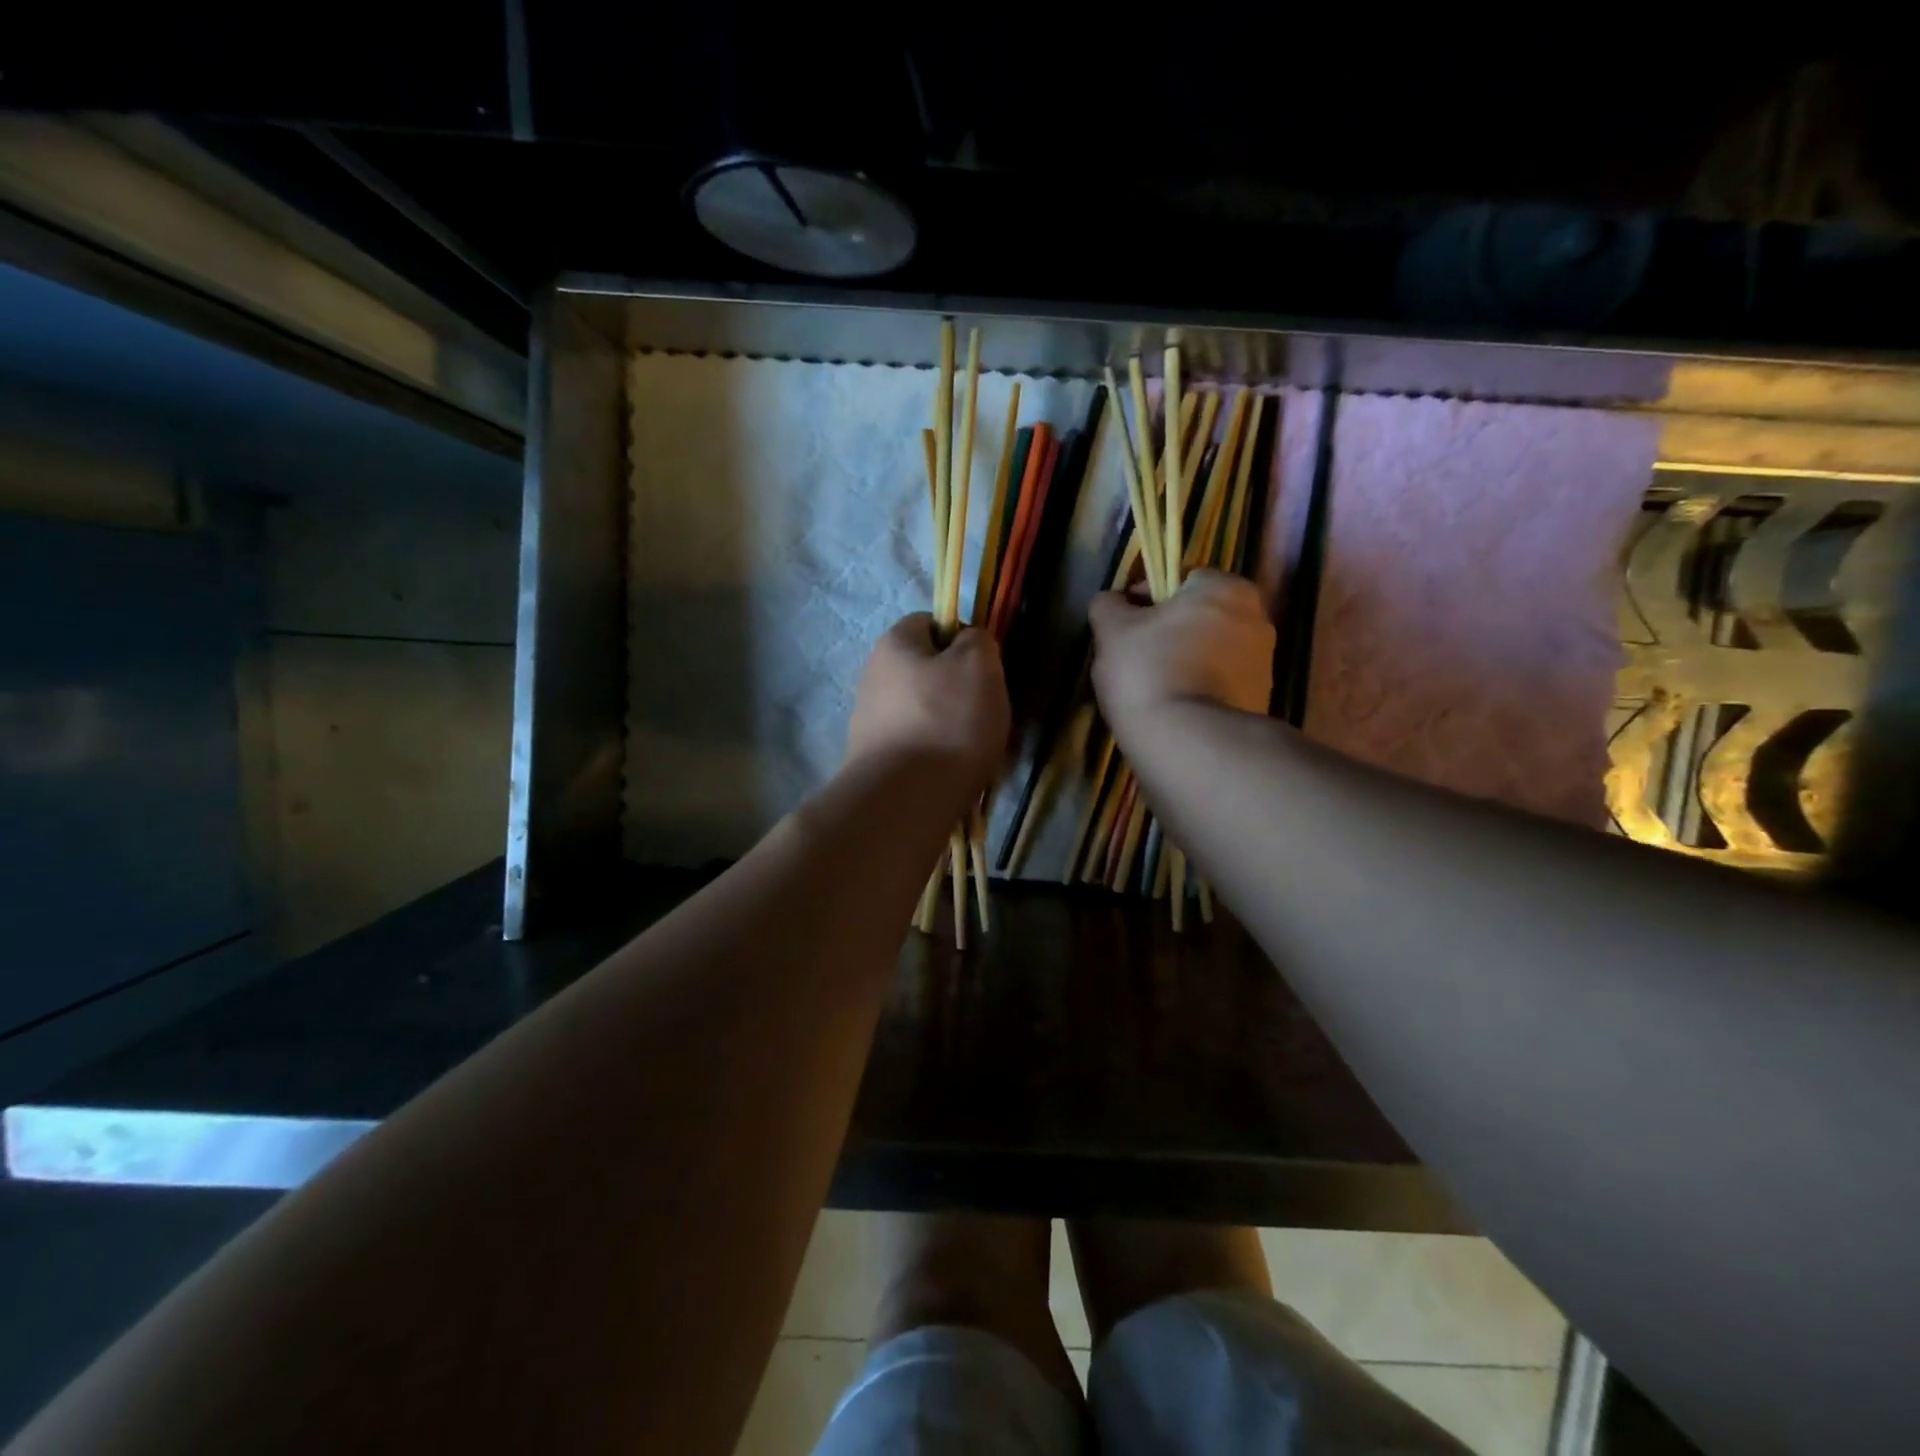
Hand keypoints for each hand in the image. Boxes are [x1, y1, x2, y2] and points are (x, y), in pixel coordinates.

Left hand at [847, 614, 1009, 785]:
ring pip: (922, 710)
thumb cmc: (947, 721)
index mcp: (894, 644)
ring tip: (973, 748)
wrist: (905, 799)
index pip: (929, 622)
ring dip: (948, 723)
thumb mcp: (979, 665)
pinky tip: (951, 771)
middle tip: (985, 709)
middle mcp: (873, 676)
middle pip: (925, 670)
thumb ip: (978, 641)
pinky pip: (915, 744)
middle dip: (957, 686)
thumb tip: (968, 642)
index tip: (985, 666)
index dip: (962, 637)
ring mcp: (869, 721)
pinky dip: (935, 752)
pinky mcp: (873, 759)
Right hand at [1088, 570, 1274, 737]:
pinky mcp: (1261, 701)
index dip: (1146, 597)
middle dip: (1169, 631)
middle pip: (1199, 616)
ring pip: (1211, 651)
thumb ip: (1108, 605)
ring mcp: (1264, 662)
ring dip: (1185, 661)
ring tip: (1152, 689)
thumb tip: (1113, 602)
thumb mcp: (1111, 630)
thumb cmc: (1149, 671)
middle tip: (1134, 657)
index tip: (1123, 624)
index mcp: (1225, 587)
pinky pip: (1221, 684)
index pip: (1181, 578)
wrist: (1190, 744)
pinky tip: (1174, 710)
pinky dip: (1199, 690)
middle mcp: (1256, 617)